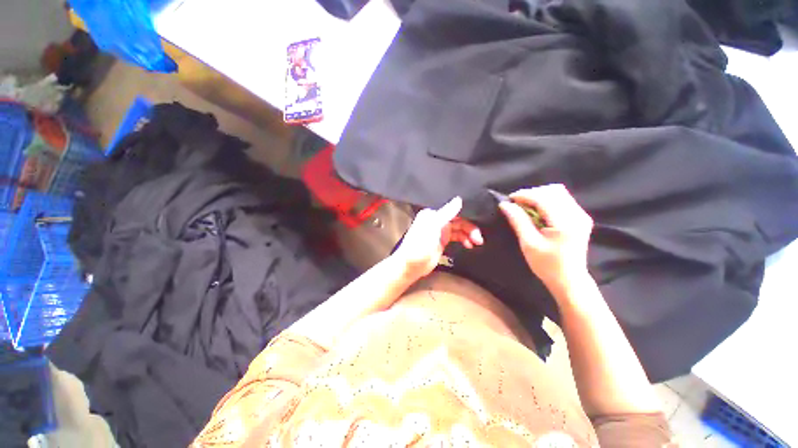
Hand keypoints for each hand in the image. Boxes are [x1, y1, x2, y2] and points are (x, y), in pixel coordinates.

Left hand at [394, 197, 483, 279]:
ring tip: (477, 242)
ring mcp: (441, 231)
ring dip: (469, 234)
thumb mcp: (432, 227)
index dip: (467, 214)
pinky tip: (469, 245)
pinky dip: (464, 239)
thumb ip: (446, 213)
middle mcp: (437, 220)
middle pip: (459, 219)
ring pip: (460, 229)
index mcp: (433, 214)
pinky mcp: (443, 241)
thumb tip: (459, 199)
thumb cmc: (419, 245)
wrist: (411, 266)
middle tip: (478, 237)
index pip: (454, 209)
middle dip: (470, 227)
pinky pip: (457, 237)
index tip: (479, 219)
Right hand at [499, 184, 592, 295]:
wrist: (569, 280)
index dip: (524, 195)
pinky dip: (546, 201)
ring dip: (539, 196)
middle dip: (531, 194)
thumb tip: (505, 205)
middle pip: (553, 190)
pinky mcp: (580, 217)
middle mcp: (577, 214)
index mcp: (565, 222)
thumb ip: (518, 221)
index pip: (543, 198)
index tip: (508, 200)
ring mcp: (581, 215)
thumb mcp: (529, 243)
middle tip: (516, 204)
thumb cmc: (547, 265)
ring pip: (558, 192)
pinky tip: (537, 211)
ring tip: (525, 207)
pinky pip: (562, 199)